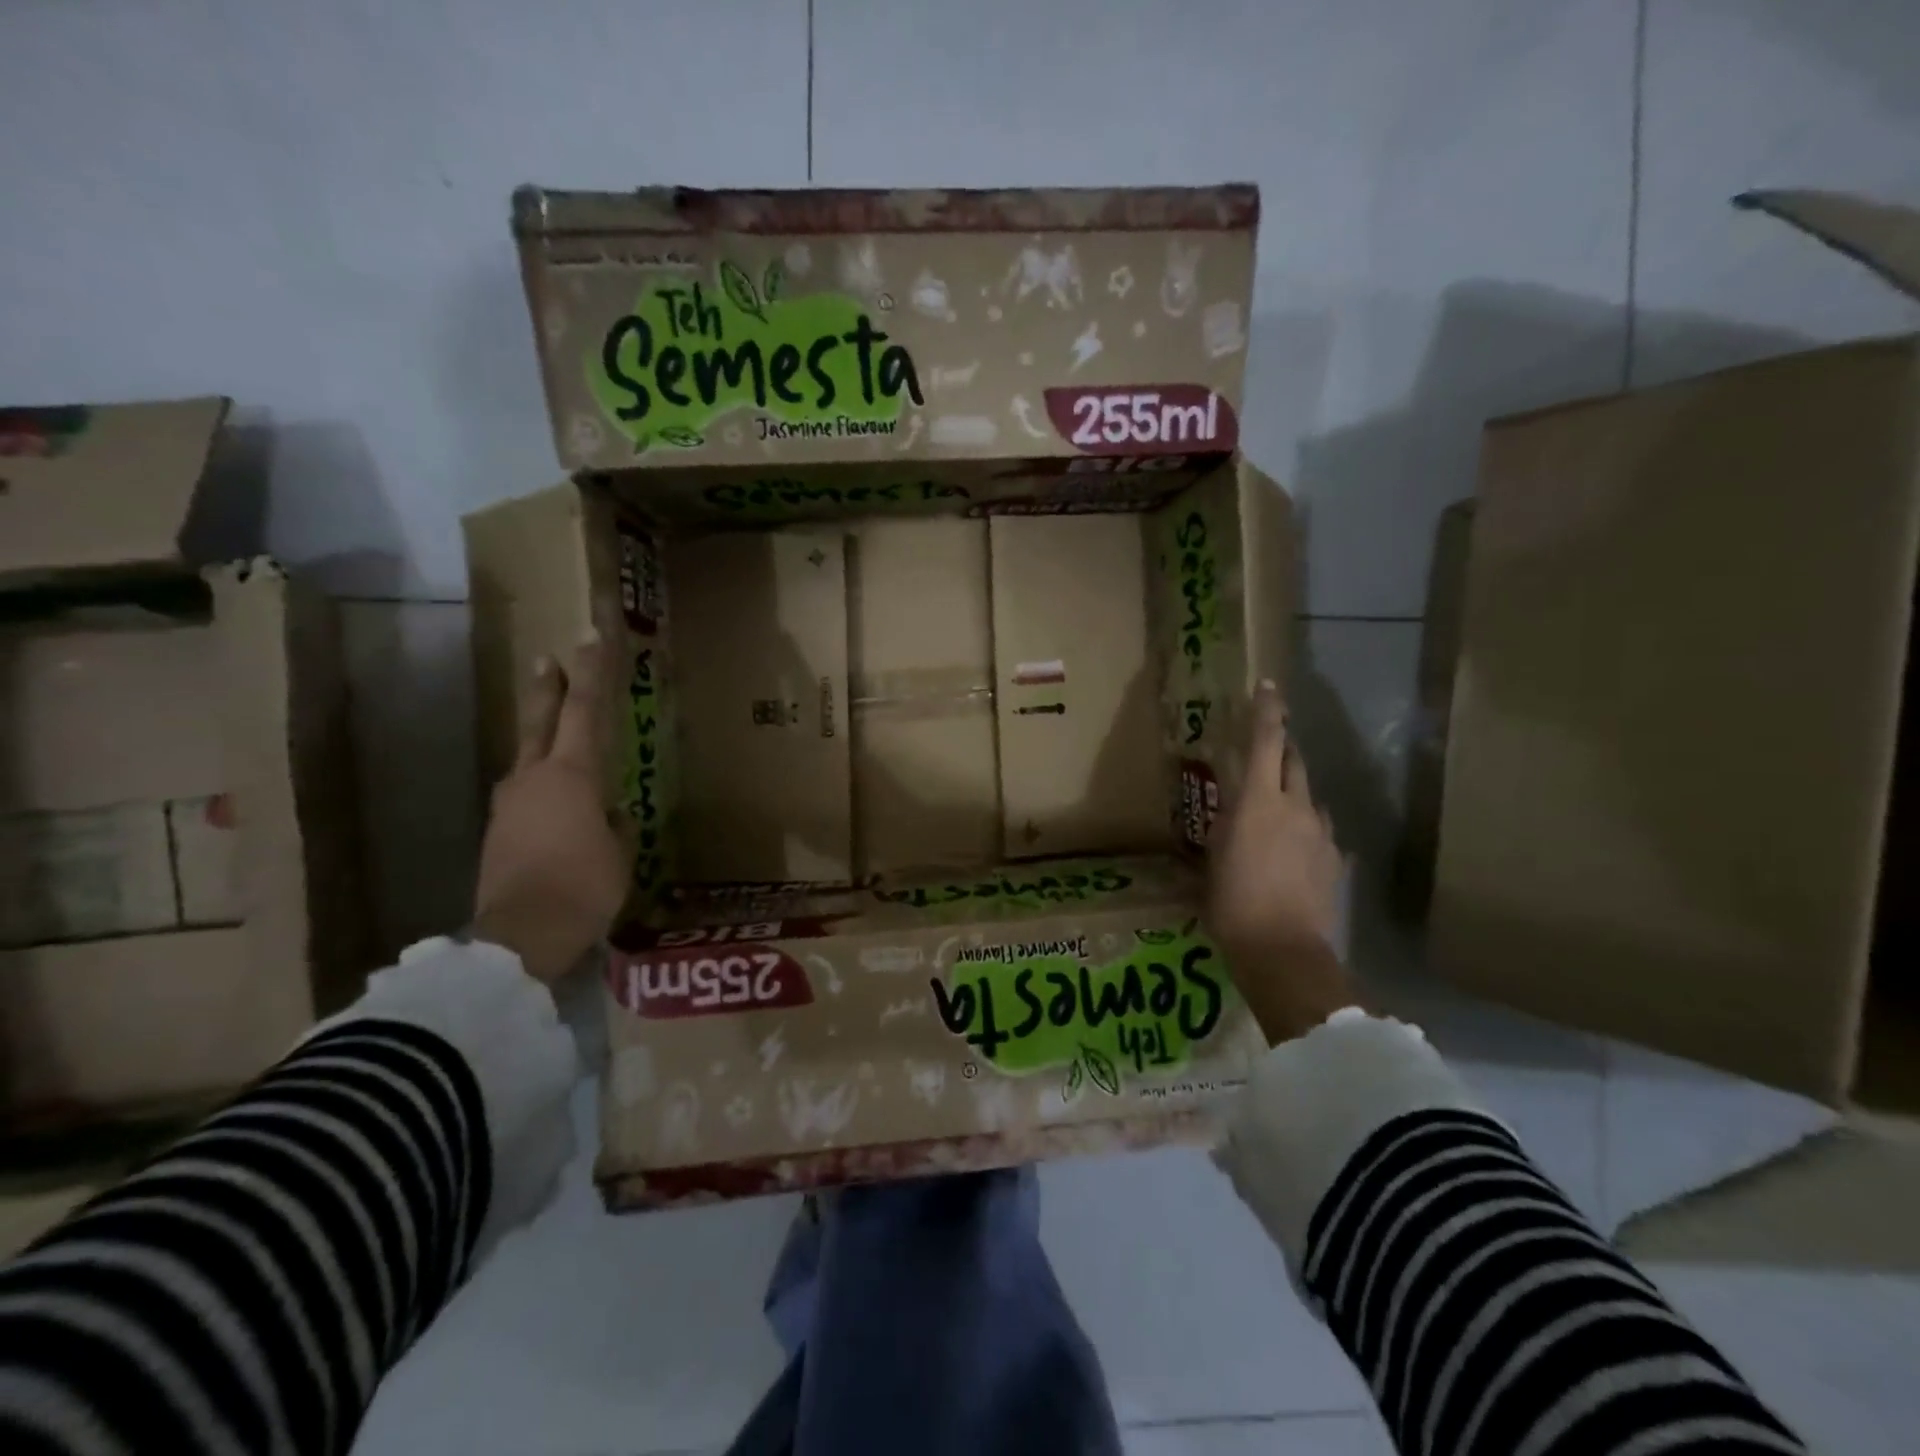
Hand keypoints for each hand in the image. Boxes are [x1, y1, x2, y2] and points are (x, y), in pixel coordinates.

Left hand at [473, 637, 631, 982]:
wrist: (519, 937)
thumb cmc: (584, 886)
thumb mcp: (619, 853)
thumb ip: (615, 824)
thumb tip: (610, 813)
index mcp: (571, 775)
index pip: (584, 711)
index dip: (590, 674)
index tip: (590, 638)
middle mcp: (533, 778)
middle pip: (542, 721)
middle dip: (549, 688)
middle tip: (549, 658)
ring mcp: (509, 805)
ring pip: (529, 759)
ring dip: (543, 740)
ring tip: (558, 736)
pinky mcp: (497, 832)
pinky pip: (525, 795)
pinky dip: (541, 785)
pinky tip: (556, 802)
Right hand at [1206, 681, 1357, 1043]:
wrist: (1284, 952)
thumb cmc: (1232, 903)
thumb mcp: (1213, 860)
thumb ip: (1225, 829)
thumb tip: (1228, 815)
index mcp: (1258, 802)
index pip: (1265, 742)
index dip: (1267, 711)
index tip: (1268, 686)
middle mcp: (1296, 807)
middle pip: (1293, 761)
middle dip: (1280, 748)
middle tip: (1265, 749)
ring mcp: (1322, 833)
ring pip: (1309, 795)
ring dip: (1293, 791)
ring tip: (1275, 810)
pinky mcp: (1336, 859)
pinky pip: (1320, 829)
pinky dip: (1305, 827)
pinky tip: (1292, 850)